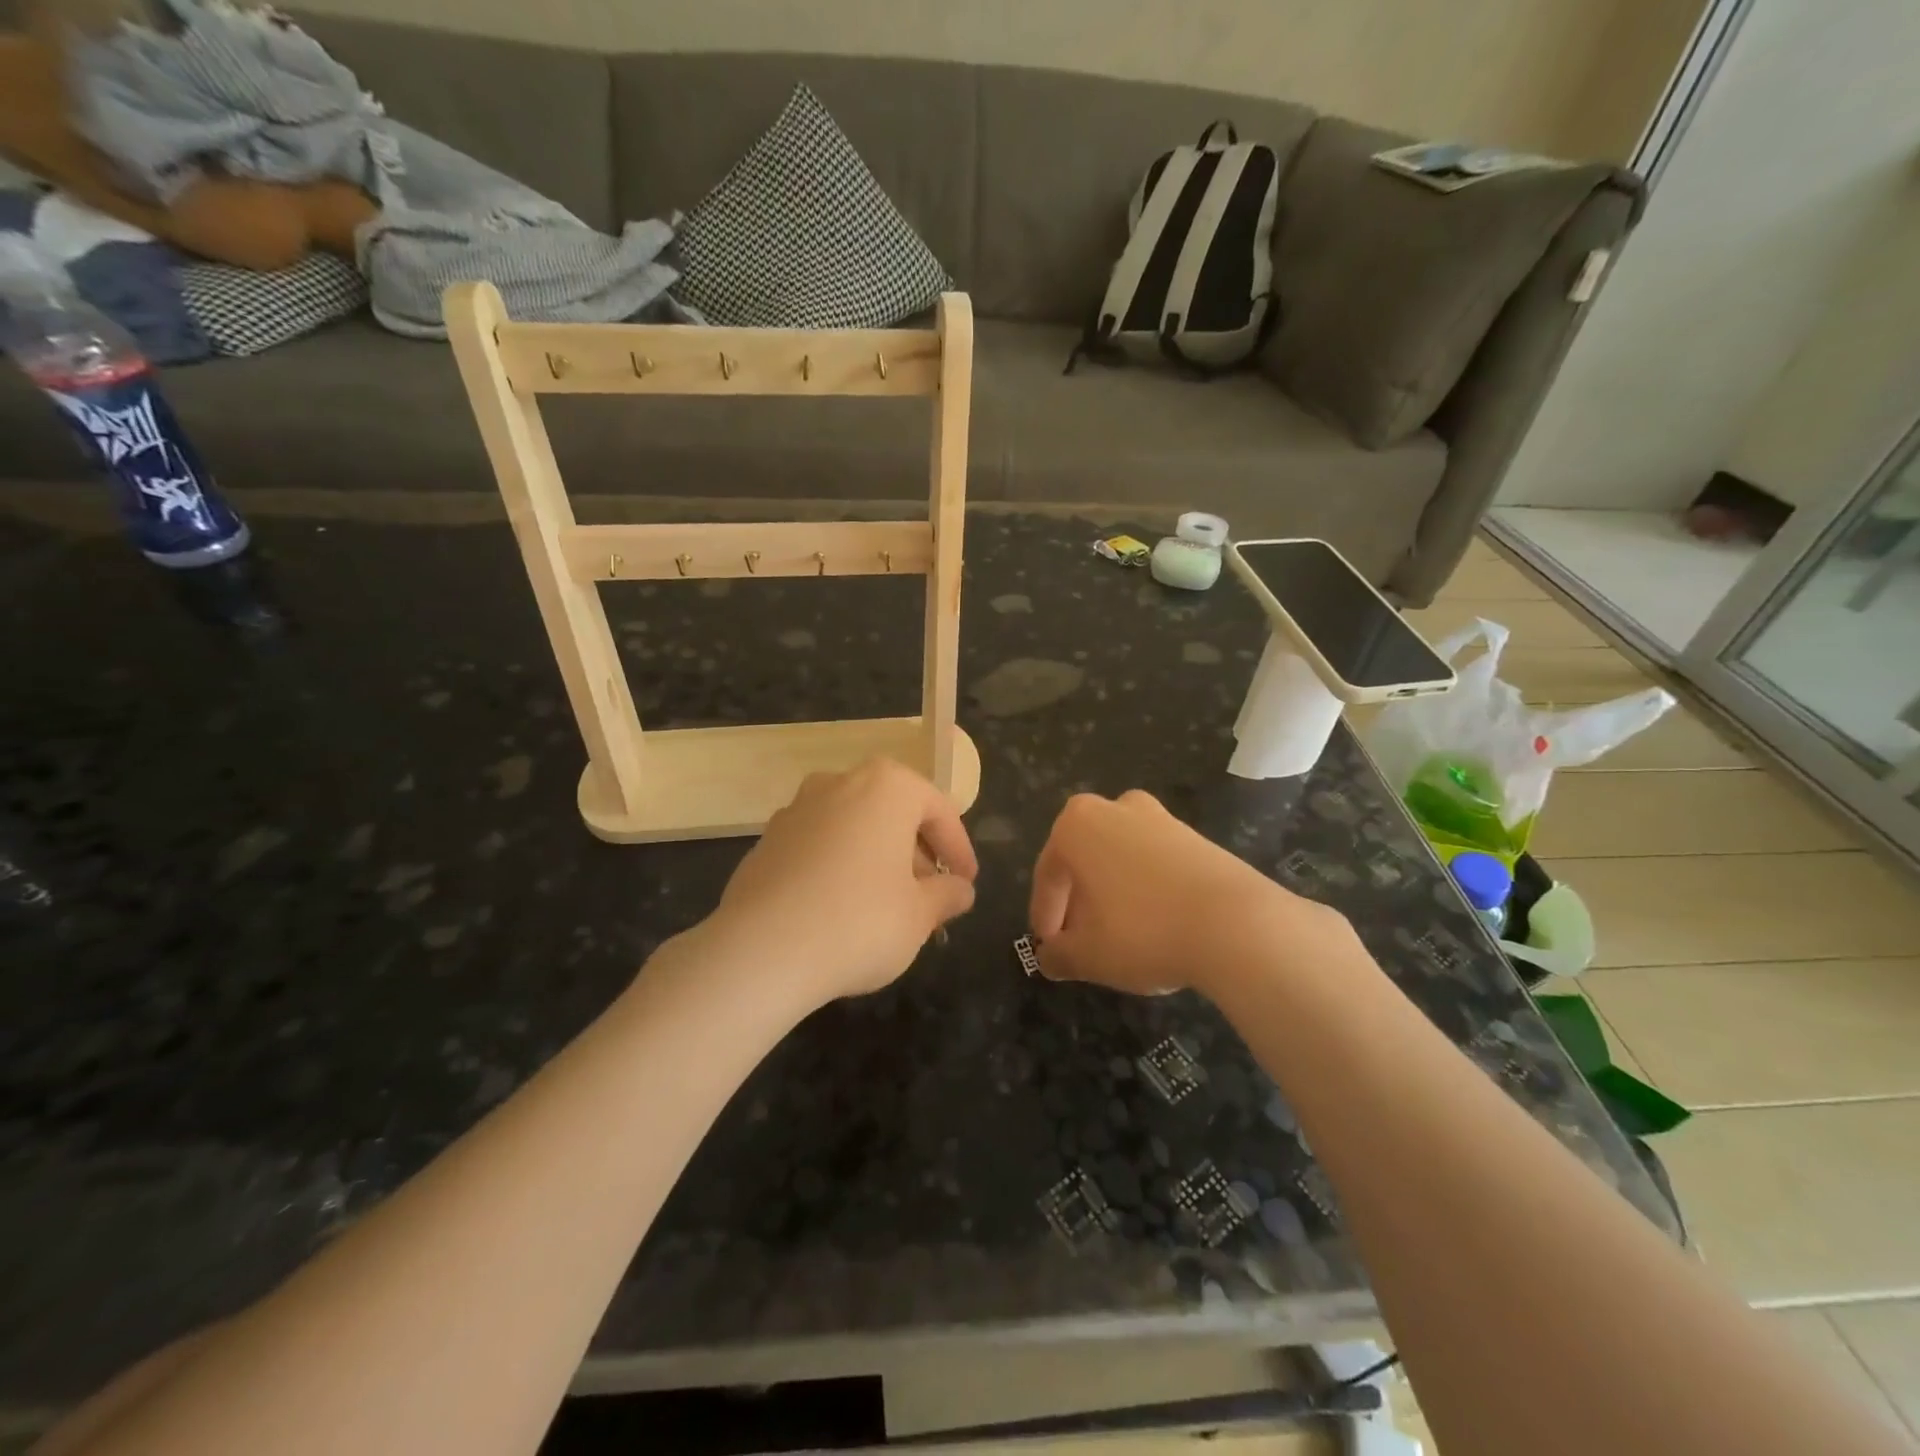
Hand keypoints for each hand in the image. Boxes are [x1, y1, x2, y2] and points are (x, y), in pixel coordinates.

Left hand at [701, 758, 977, 1011]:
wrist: (761, 951)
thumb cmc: (860, 922)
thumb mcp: (919, 915)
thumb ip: (946, 895)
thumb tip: (960, 890)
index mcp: (886, 787)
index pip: (938, 810)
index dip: (958, 849)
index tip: (966, 883)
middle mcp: (839, 783)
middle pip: (893, 813)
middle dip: (915, 853)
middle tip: (930, 896)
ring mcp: (796, 810)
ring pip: (853, 827)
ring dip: (877, 858)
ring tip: (887, 905)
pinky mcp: (766, 841)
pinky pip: (819, 846)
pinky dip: (838, 867)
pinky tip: (841, 910)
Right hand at [1029, 789, 1340, 997]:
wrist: (1237, 924)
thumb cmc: (1143, 931)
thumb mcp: (1088, 955)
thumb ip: (1058, 955)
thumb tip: (1049, 958)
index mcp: (1077, 825)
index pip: (1048, 874)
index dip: (1045, 915)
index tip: (1049, 948)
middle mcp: (1114, 808)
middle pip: (1084, 861)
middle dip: (1078, 902)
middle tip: (1080, 941)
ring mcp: (1159, 817)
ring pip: (1120, 859)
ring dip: (1112, 894)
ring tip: (1118, 937)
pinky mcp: (1195, 836)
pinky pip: (1154, 863)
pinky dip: (1146, 890)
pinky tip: (1155, 925)